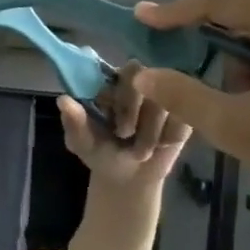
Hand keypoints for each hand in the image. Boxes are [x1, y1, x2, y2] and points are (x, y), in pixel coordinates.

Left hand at [57, 62, 191, 187]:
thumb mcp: (82, 142)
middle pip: (144, 75)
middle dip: (131, 109)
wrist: (128, 179)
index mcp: (112, 82)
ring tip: (140, 150)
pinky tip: (160, 146)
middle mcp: (141, 81)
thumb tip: (63, 100)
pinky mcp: (186, 112)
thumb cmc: (101, 153)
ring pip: (164, 99)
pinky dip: (168, 136)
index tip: (108, 115)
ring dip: (150, 131)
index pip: (119, 70)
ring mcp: (166, 94)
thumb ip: (74, 122)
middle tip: (124, 134)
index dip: (117, 92)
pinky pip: (183, 117)